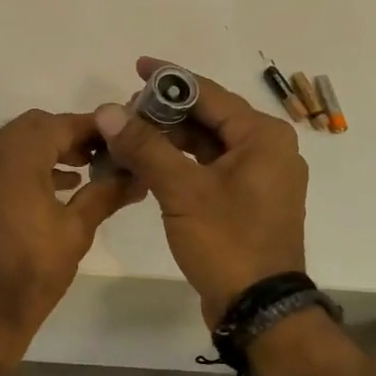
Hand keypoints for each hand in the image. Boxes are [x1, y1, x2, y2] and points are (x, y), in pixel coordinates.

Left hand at [0, 110, 141, 354]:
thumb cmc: (32, 270)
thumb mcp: (76, 230)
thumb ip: (106, 193)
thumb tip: (137, 177)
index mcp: (14, 157)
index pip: (59, 125)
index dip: (93, 127)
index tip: (121, 132)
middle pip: (34, 127)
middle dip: (69, 135)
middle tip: (103, 152)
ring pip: (14, 143)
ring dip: (47, 150)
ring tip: (84, 170)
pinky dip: (25, 166)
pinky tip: (54, 187)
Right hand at [94, 57, 308, 324]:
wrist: (258, 309)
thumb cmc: (227, 242)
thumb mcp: (182, 190)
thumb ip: (145, 147)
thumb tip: (108, 110)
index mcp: (262, 137)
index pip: (209, 94)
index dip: (170, 79)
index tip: (137, 66)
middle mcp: (267, 151)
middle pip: (208, 118)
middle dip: (165, 114)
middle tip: (123, 114)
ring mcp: (258, 179)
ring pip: (206, 146)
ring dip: (168, 141)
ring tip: (127, 139)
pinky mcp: (245, 203)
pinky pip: (208, 170)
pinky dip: (179, 165)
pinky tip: (147, 167)